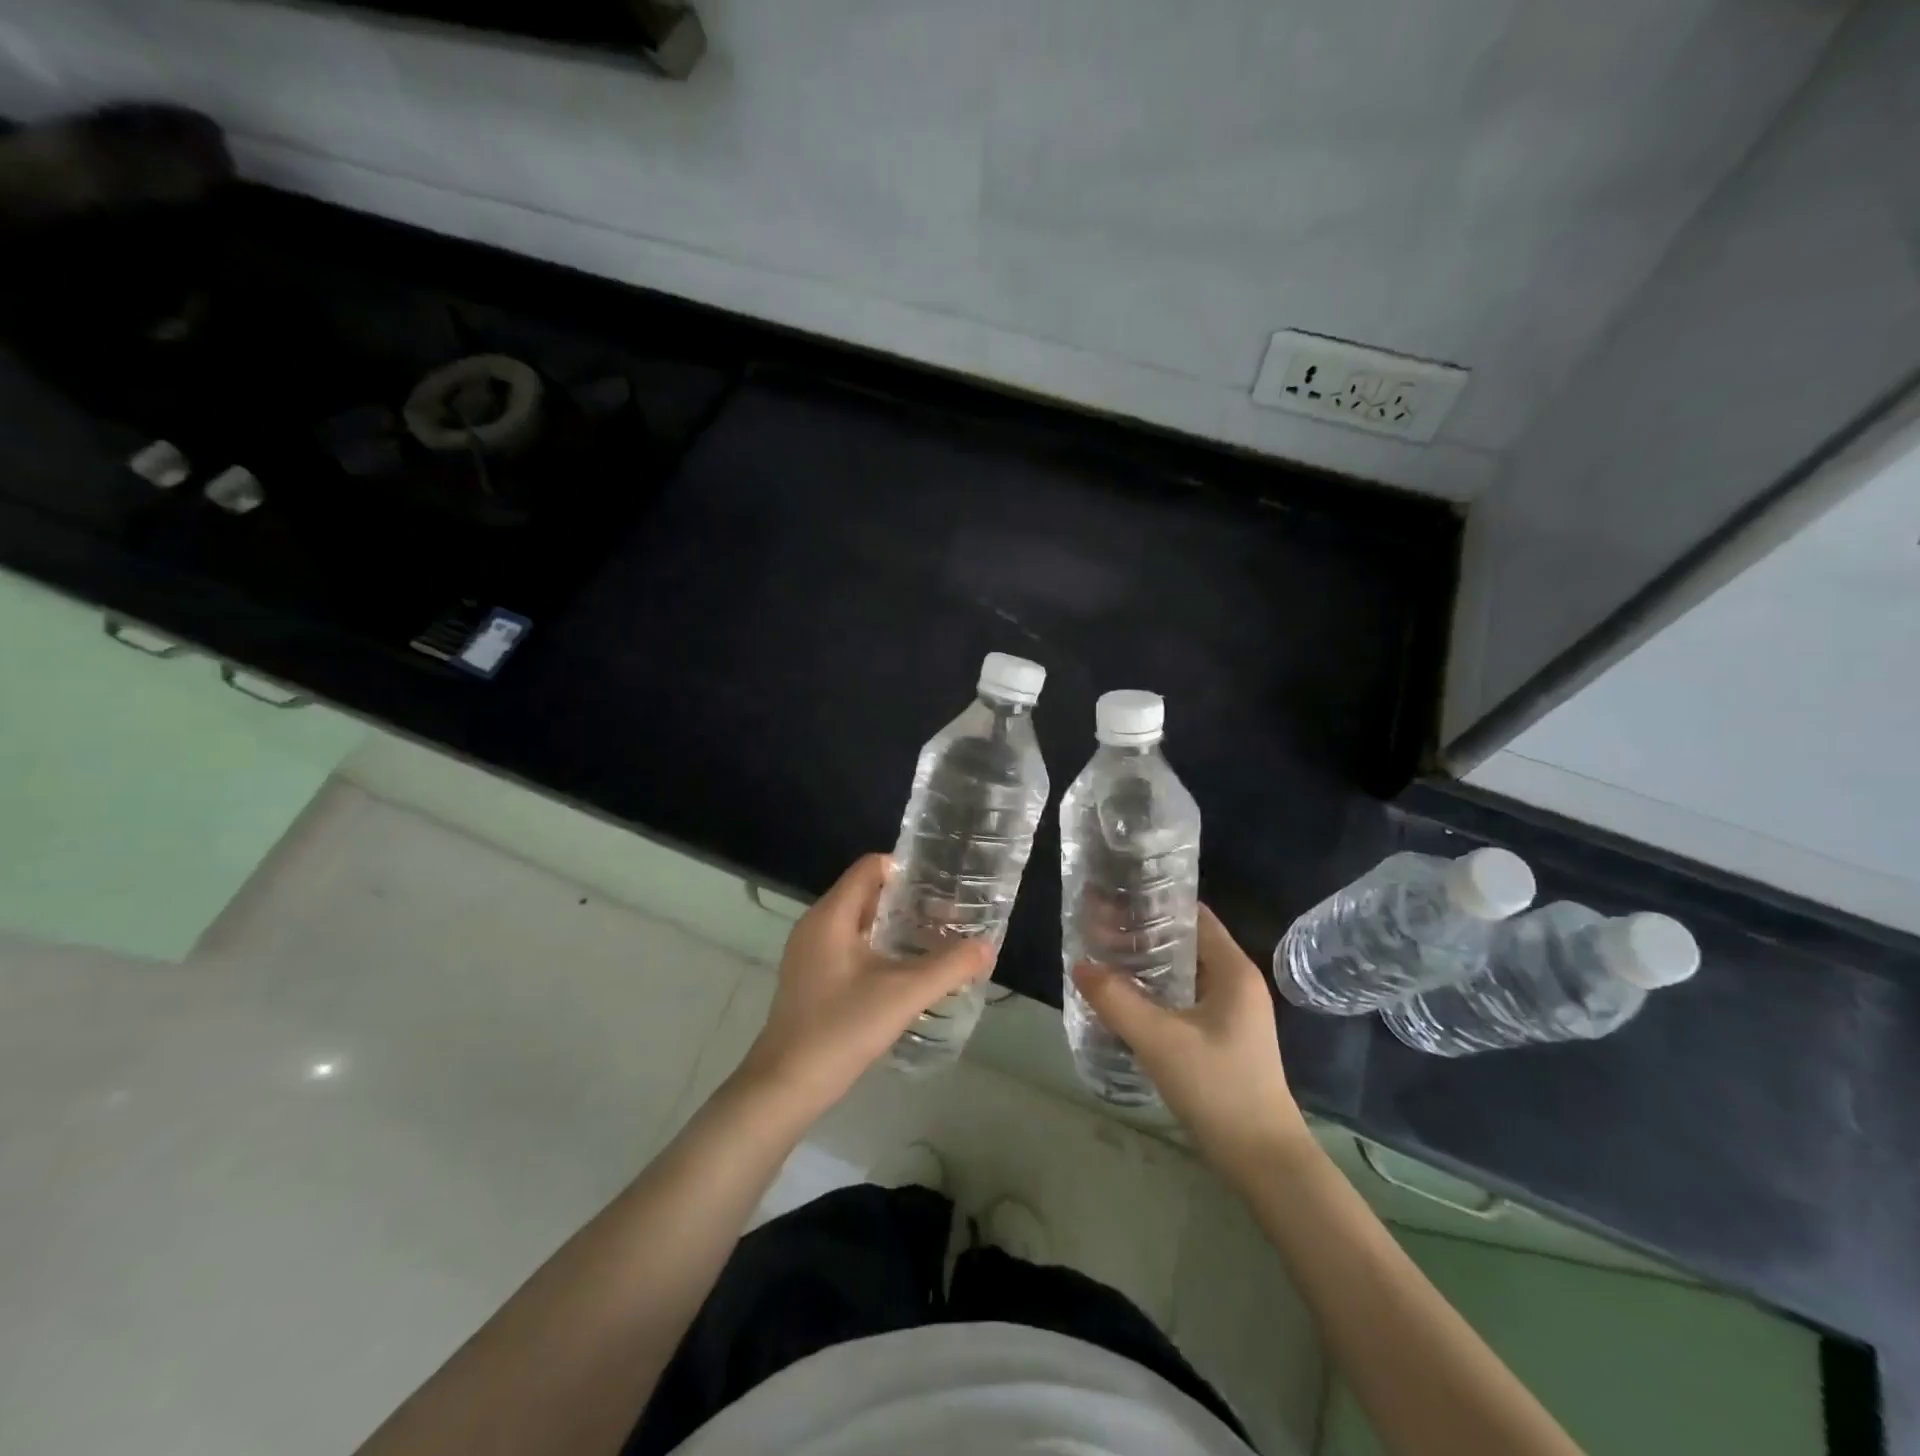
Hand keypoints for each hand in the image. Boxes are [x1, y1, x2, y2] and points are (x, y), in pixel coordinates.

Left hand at [738, 854, 994, 1119]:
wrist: (785, 1086)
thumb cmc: (841, 1029)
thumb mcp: (903, 995)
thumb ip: (949, 967)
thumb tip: (986, 946)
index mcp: (831, 915)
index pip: (870, 866)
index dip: (907, 869)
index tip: (942, 885)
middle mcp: (816, 925)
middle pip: (866, 893)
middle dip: (908, 901)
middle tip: (948, 916)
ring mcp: (809, 953)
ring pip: (858, 923)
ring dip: (895, 927)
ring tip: (934, 942)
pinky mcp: (810, 978)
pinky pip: (849, 946)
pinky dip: (878, 949)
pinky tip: (904, 973)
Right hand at [1072, 904, 1311, 1183]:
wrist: (1263, 1160)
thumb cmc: (1218, 1088)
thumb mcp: (1160, 1040)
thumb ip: (1116, 999)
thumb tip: (1079, 965)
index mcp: (1233, 970)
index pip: (1193, 914)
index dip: (1155, 902)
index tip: (1114, 898)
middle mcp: (1237, 982)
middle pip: (1186, 941)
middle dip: (1143, 933)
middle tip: (1098, 928)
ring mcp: (1233, 1012)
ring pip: (1184, 971)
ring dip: (1148, 963)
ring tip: (1104, 957)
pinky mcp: (1225, 1036)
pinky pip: (1186, 997)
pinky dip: (1157, 990)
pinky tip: (1126, 998)